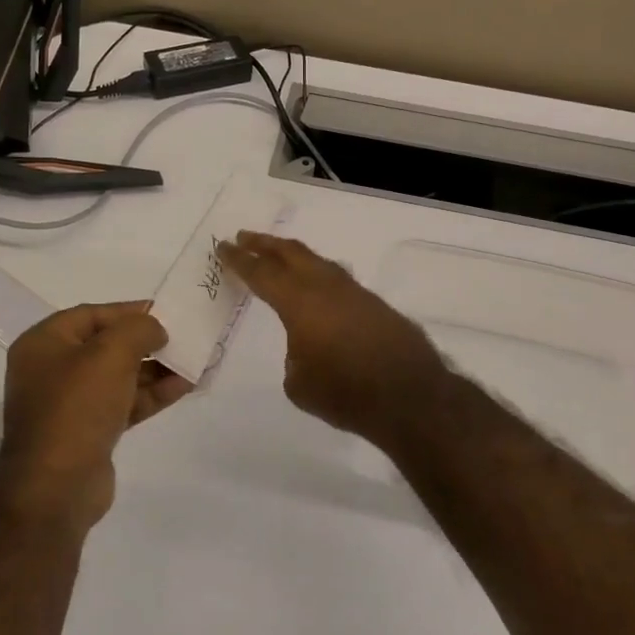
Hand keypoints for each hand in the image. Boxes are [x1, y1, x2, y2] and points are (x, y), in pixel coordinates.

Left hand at [0, 303, 192, 534]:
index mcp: (44, 343)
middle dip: (147, 342)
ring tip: (192, 362)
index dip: (130, 311)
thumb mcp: (111, 354)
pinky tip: (184, 386)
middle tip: (182, 339)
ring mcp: (69, 404)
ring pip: (119, 376)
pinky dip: (151, 394)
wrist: (56, 486)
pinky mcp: (88, 431)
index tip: (166, 313)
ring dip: (155, 369)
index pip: (92, 314)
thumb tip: (155, 329)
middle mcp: (52, 369)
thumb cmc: (77, 407)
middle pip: (107, 345)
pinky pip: (123, 403)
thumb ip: (139, 329)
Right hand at [218, 232, 448, 447]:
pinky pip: (338, 280)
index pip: (261, 273)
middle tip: (245, 237)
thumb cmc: (345, 393)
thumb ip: (295, 357)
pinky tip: (318, 286)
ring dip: (294, 256)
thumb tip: (307, 348)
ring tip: (280, 255)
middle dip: (265, 244)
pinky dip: (319, 275)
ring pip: (319, 262)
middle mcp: (326, 288)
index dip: (239, 259)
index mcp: (299, 303)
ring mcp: (355, 293)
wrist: (410, 398)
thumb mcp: (299, 384)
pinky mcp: (376, 305)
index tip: (223, 246)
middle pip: (291, 254)